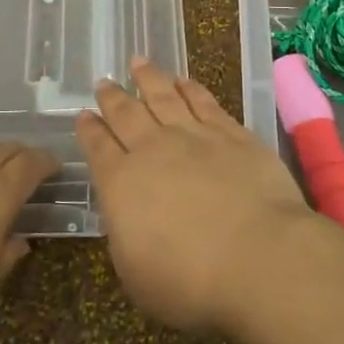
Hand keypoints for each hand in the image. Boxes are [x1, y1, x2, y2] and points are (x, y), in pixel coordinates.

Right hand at [77, 58, 313, 332]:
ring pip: (163, 97)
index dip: (89, 131)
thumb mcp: (136, 274)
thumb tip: (125, 213)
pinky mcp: (232, 134)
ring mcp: (194, 136)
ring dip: (148, 78)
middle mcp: (152, 150)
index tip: (83, 115)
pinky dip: (190, 88)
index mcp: (121, 184)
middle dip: (112, 98)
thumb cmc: (190, 281)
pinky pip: (204, 102)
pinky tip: (183, 80)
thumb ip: (125, 236)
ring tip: (137, 62)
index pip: (98, 149)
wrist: (259, 256)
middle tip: (103, 82)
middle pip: (127, 114)